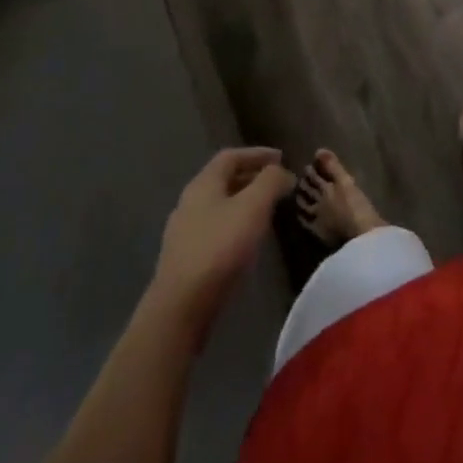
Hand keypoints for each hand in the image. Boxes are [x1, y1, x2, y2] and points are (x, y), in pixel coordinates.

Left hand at [151, 147, 293, 331]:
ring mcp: (183, 233)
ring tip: (266, 212)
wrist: (180, 309)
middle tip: (276, 184)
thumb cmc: (220, 248)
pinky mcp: (184, 260)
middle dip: (252, 178)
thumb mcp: (254, 206)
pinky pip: (214, 230)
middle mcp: (189, 202)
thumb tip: (282, 172)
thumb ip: (270, 181)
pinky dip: (234, 226)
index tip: (281, 158)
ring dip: (243, 203)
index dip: (258, 153)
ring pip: (218, 207)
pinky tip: (246, 242)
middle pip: (223, 180)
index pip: (231, 156)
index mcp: (203, 184)